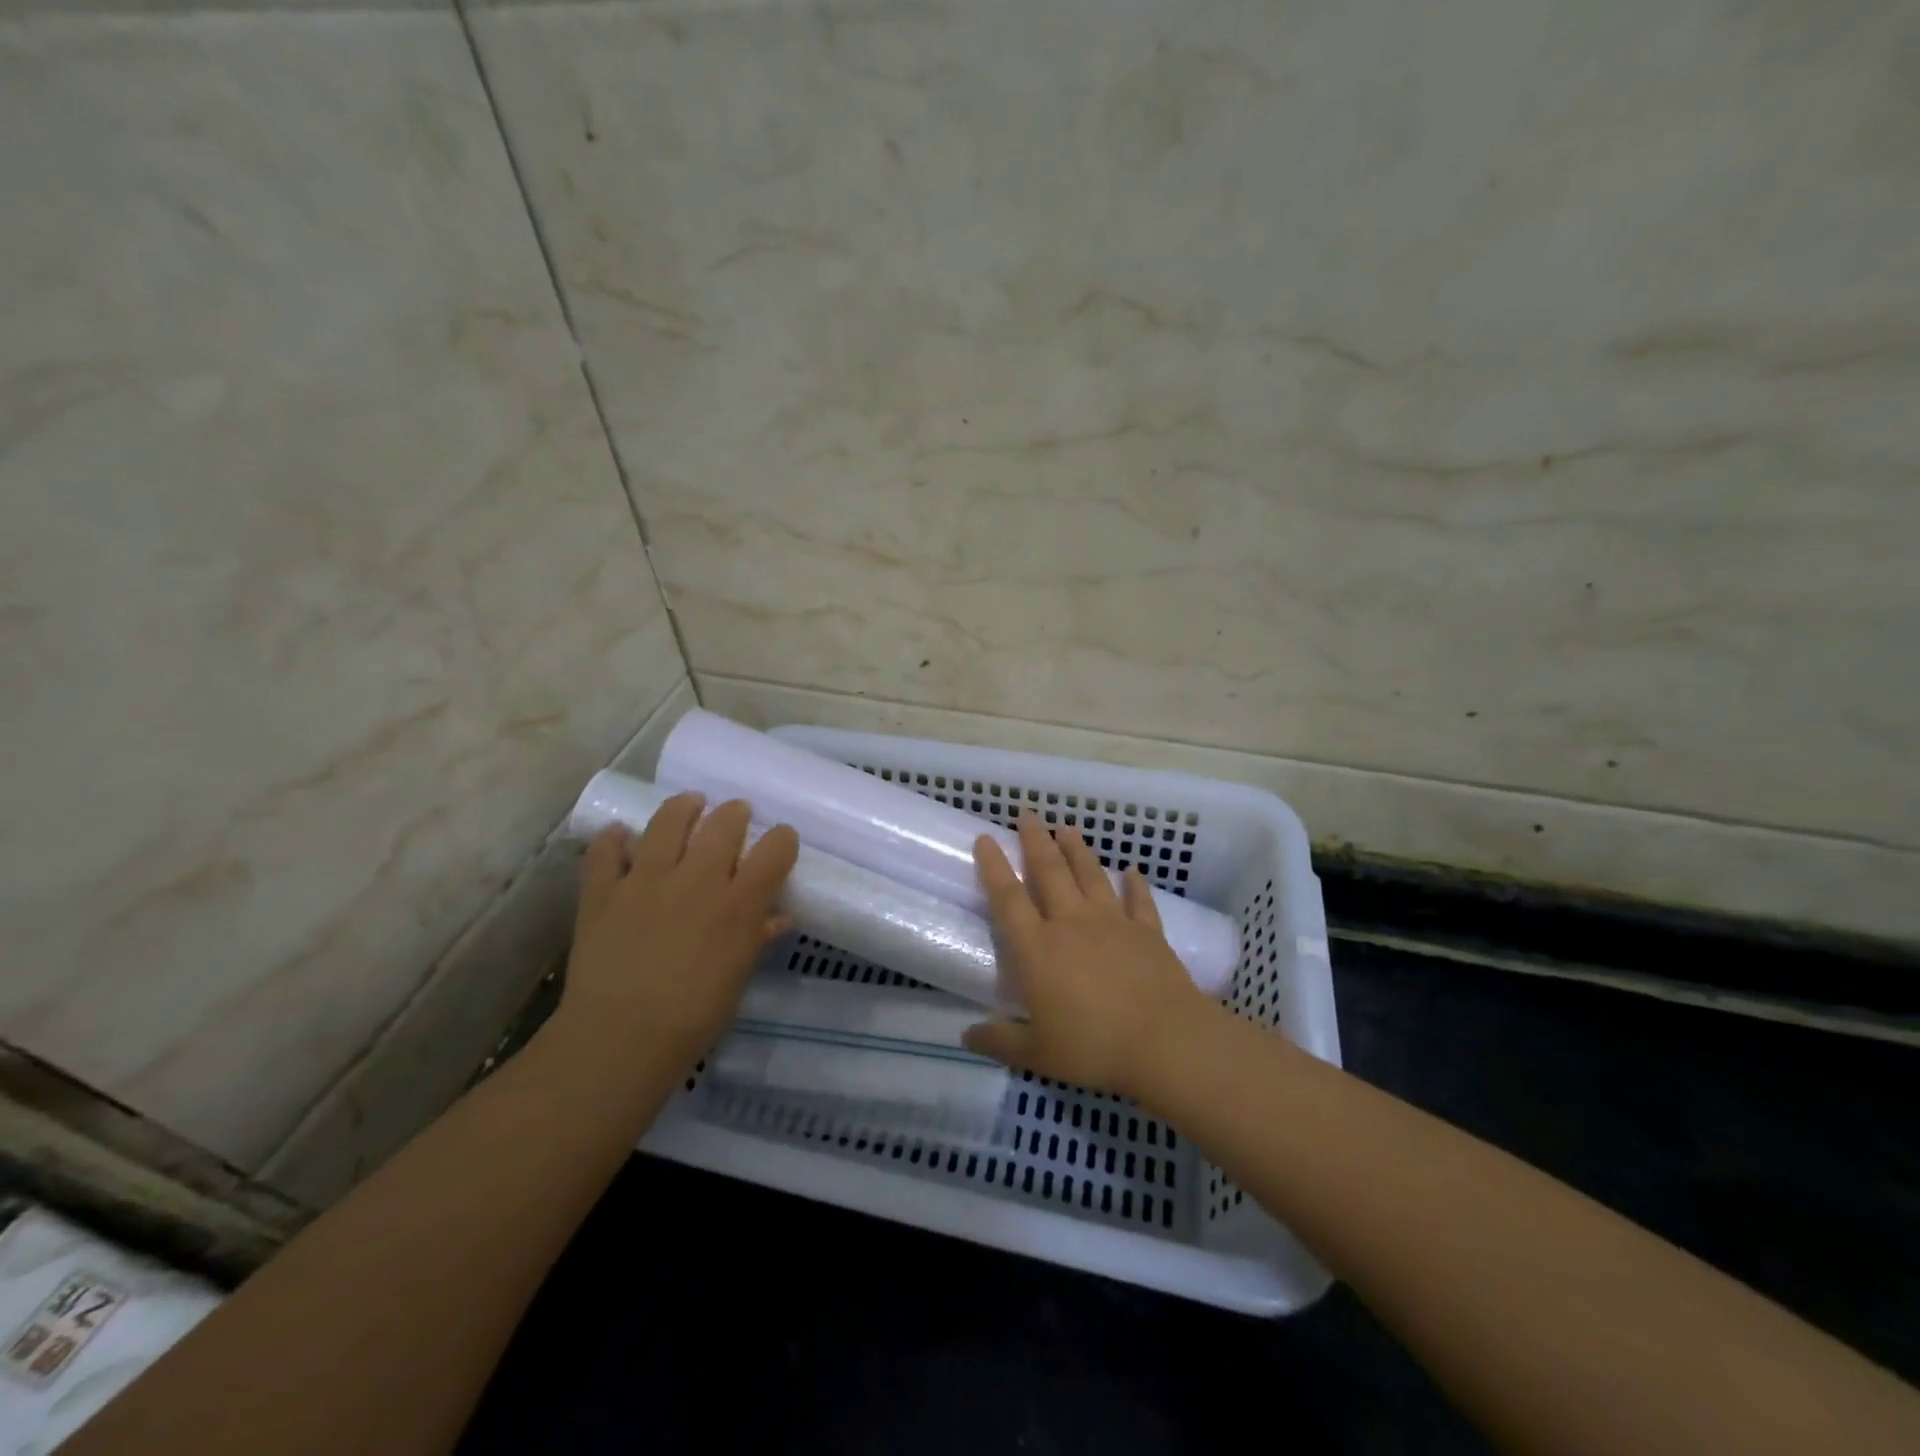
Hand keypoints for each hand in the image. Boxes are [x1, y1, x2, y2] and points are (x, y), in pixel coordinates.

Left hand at [553, 793, 798, 1080]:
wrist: (619, 1039)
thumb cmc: (694, 1017)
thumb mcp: (738, 976)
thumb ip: (758, 937)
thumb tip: (778, 915)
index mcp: (738, 903)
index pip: (775, 849)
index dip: (783, 839)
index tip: (781, 842)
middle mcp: (698, 879)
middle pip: (725, 823)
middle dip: (735, 814)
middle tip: (734, 816)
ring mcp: (646, 879)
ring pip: (669, 821)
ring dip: (684, 808)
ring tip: (690, 804)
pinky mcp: (603, 890)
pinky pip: (607, 850)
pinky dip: (615, 839)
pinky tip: (621, 836)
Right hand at [963, 813, 1217, 1097]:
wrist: (1165, 1042)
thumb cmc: (1093, 1047)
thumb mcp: (1037, 1054)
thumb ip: (1000, 1041)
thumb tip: (966, 1035)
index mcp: (1038, 948)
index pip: (1008, 898)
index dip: (994, 866)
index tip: (985, 837)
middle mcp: (1071, 923)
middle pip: (1049, 872)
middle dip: (1035, 839)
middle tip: (1028, 812)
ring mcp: (1112, 922)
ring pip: (1090, 875)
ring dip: (1077, 850)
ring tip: (1067, 827)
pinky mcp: (1147, 931)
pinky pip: (1139, 901)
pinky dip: (1135, 884)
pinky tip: (1132, 870)